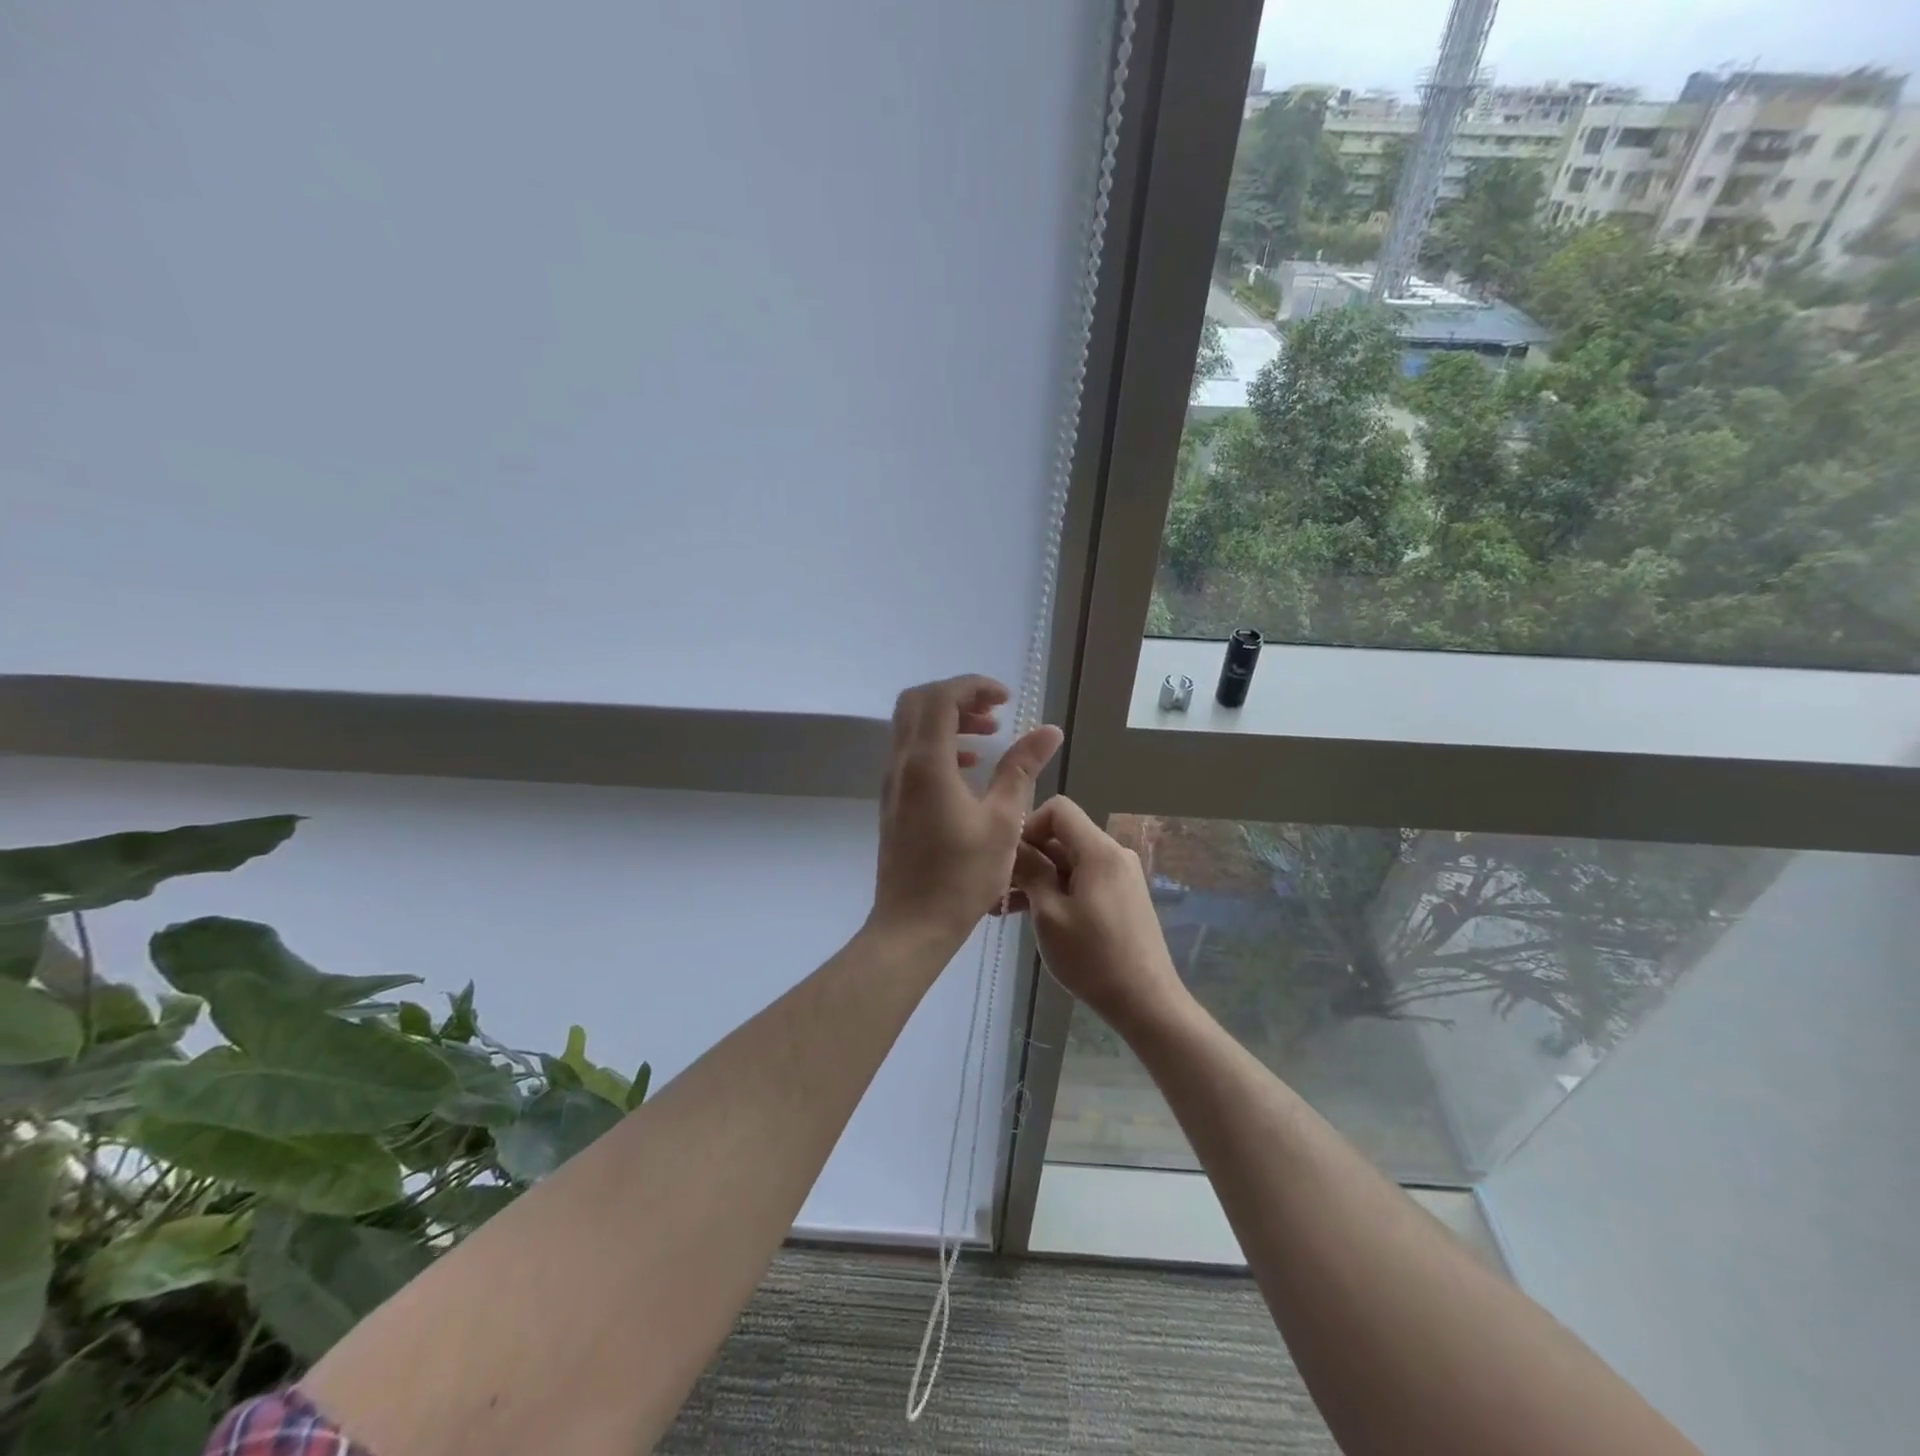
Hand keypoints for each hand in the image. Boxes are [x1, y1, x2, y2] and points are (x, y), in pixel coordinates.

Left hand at [868, 676, 1062, 945]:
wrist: (912, 925)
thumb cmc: (962, 876)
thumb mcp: (1004, 820)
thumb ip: (1022, 769)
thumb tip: (1049, 730)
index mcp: (927, 763)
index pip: (942, 698)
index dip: (974, 687)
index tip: (1006, 699)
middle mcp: (901, 764)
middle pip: (918, 702)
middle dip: (957, 697)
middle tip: (994, 712)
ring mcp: (893, 784)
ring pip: (912, 728)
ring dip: (948, 720)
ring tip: (989, 734)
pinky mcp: (894, 802)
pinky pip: (911, 754)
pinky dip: (938, 745)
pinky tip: (969, 767)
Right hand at [1007, 796, 1188, 1035]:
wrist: (1146, 1001)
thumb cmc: (1092, 957)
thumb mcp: (1050, 914)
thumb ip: (1031, 872)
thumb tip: (1013, 847)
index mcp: (1099, 851)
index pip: (1059, 809)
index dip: (1029, 826)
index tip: (1009, 858)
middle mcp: (1114, 854)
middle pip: (1063, 836)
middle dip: (1029, 857)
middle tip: (997, 888)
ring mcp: (1120, 876)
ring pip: (1070, 861)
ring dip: (1039, 878)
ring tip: (1004, 907)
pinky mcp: (1122, 897)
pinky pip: (1084, 880)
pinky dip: (1058, 890)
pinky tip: (1033, 916)